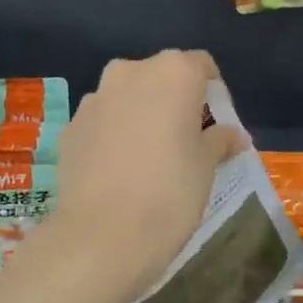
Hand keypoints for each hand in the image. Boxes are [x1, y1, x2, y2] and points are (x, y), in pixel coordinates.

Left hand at [46, 50, 243, 302]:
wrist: (102, 235)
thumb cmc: (170, 193)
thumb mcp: (206, 167)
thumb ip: (219, 141)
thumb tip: (232, 135)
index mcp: (172, 73)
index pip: (201, 66)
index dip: (213, 94)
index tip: (216, 126)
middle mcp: (130, 73)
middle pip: (161, 77)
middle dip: (174, 102)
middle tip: (185, 141)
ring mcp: (94, 99)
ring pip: (127, 98)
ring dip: (141, 116)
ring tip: (149, 159)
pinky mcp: (70, 127)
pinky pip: (102, 123)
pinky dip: (113, 136)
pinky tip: (119, 173)